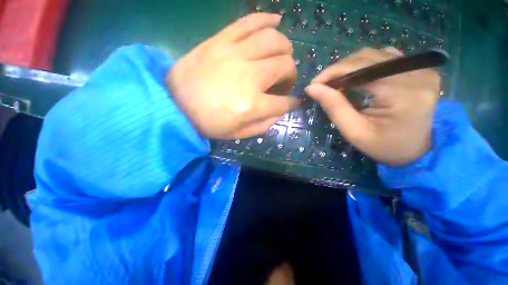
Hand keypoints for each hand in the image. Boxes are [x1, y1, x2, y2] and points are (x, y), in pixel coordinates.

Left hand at [166, 13, 297, 138]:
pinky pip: (249, 22)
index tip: (292, 102)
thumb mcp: (239, 133)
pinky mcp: (220, 40)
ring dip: (284, 48)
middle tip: (284, 81)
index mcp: (251, 105)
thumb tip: (281, 111)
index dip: (292, 103)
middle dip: (291, 75)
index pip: (284, 102)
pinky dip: (267, 19)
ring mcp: (234, 54)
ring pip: (273, 39)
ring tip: (282, 56)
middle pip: (284, 65)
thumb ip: (264, 124)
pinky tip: (276, 21)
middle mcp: (248, 77)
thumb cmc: (208, 123)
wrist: (175, 105)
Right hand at [305, 47, 439, 165]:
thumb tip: (312, 88)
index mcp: (403, 95)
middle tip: (322, 85)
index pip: (361, 71)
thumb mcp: (354, 132)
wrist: (415, 149)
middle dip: (339, 70)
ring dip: (350, 67)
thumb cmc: (383, 146)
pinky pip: (386, 57)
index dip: (333, 73)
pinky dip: (365, 65)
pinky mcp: (420, 68)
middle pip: (367, 59)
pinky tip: (356, 78)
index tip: (313, 84)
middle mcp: (417, 75)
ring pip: (375, 55)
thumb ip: (334, 107)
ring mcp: (422, 69)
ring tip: (336, 82)